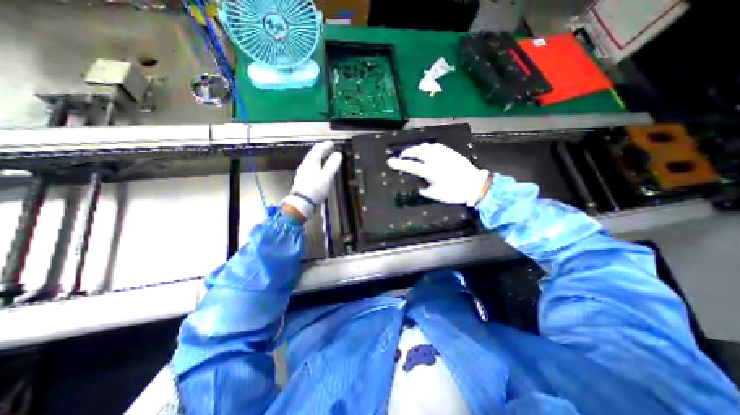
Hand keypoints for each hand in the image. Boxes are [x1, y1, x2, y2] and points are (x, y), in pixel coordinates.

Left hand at [282, 142, 341, 220]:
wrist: (301, 203)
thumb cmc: (315, 189)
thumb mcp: (326, 177)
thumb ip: (332, 165)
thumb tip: (338, 154)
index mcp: (311, 162)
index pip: (318, 149)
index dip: (325, 145)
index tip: (332, 143)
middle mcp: (305, 165)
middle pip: (313, 154)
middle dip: (322, 151)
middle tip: (329, 149)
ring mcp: (302, 173)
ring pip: (311, 161)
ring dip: (318, 158)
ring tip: (325, 158)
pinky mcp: (302, 180)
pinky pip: (310, 168)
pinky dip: (316, 165)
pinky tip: (318, 171)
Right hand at [388, 142, 488, 204]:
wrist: (475, 186)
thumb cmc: (454, 193)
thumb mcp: (436, 195)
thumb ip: (424, 190)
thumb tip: (420, 186)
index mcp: (430, 171)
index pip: (410, 166)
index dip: (398, 164)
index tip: (390, 161)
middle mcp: (435, 159)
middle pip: (416, 151)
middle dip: (406, 152)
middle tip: (402, 157)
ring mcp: (443, 154)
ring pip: (425, 146)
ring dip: (416, 148)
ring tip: (413, 153)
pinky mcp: (450, 152)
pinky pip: (435, 145)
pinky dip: (427, 147)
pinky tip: (427, 151)